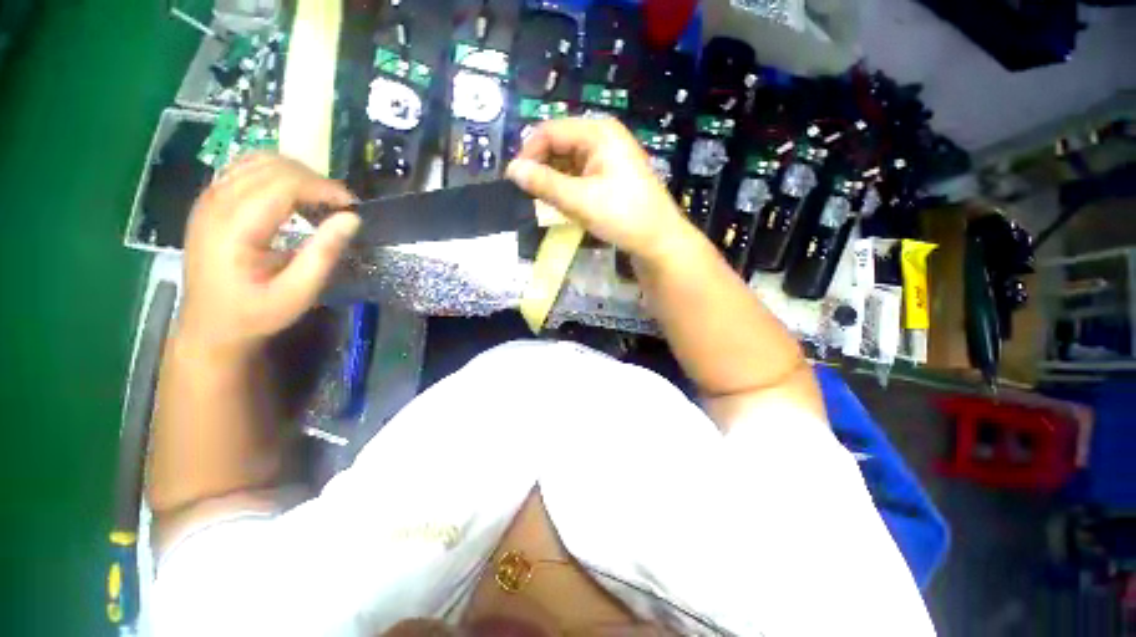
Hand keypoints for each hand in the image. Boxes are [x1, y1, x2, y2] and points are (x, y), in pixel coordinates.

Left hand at [178, 154, 359, 356]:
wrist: (210, 326)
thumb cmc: (256, 314)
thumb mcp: (298, 293)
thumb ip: (324, 254)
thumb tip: (352, 218)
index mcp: (234, 228)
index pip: (283, 184)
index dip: (323, 188)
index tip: (353, 206)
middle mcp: (216, 204)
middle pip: (271, 166)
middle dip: (314, 179)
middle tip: (340, 205)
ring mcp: (209, 199)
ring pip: (257, 160)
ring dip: (297, 173)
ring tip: (320, 199)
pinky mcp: (210, 201)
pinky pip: (245, 168)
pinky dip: (277, 173)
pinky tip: (293, 195)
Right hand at [505, 117, 694, 262]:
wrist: (659, 240)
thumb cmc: (622, 215)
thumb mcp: (580, 200)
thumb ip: (544, 183)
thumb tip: (511, 170)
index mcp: (598, 132)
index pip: (550, 131)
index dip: (529, 153)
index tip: (514, 180)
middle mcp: (603, 138)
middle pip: (559, 145)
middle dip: (541, 168)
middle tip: (528, 195)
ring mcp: (609, 157)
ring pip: (569, 162)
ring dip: (554, 180)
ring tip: (544, 202)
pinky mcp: (611, 176)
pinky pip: (580, 175)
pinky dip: (568, 188)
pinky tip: (563, 204)